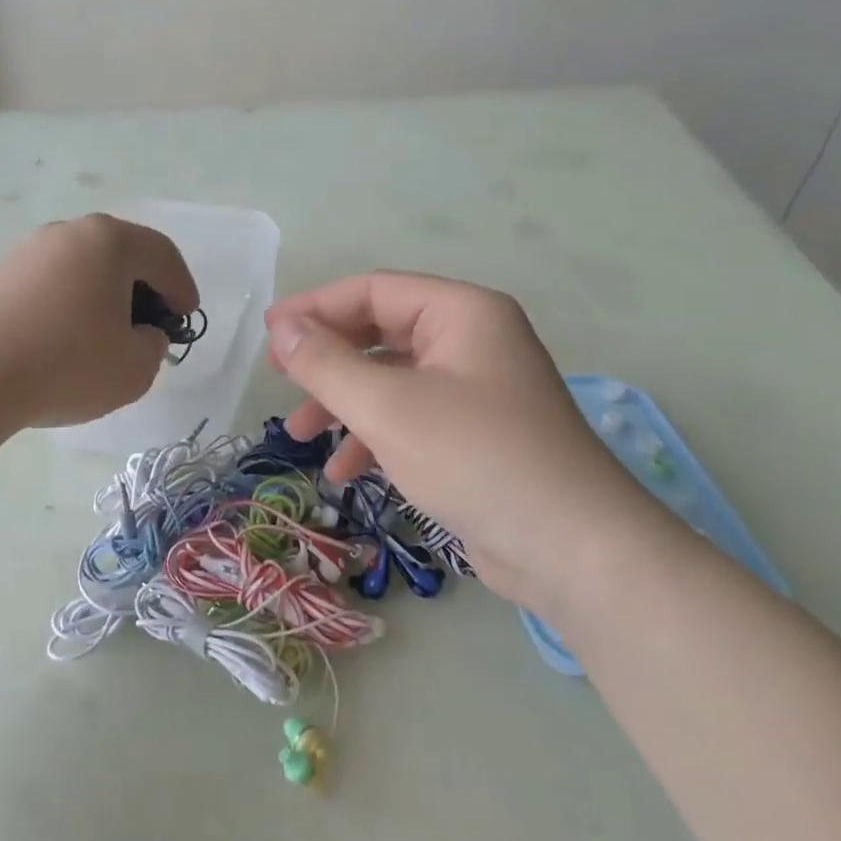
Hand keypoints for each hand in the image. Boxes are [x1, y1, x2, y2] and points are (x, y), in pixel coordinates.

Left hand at [0, 215, 198, 427]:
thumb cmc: (68, 363)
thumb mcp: (136, 366)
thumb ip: (153, 345)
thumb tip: (140, 333)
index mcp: (110, 241)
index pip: (162, 255)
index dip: (182, 287)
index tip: (185, 317)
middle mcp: (69, 232)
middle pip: (121, 254)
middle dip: (143, 288)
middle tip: (151, 324)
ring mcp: (28, 251)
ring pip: (83, 268)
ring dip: (104, 296)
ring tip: (107, 335)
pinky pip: (52, 284)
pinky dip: (70, 305)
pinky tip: (66, 340)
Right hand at [265, 272, 669, 613]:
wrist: (572, 549)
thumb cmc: (475, 458)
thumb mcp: (387, 407)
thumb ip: (326, 363)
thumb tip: (282, 329)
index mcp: (462, 313)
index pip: (374, 291)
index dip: (315, 308)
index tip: (269, 334)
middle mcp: (472, 341)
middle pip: (381, 334)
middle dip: (328, 360)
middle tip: (280, 380)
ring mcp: (477, 391)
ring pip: (392, 381)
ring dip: (343, 404)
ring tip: (299, 436)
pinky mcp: (476, 436)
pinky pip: (411, 419)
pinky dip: (374, 437)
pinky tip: (345, 472)